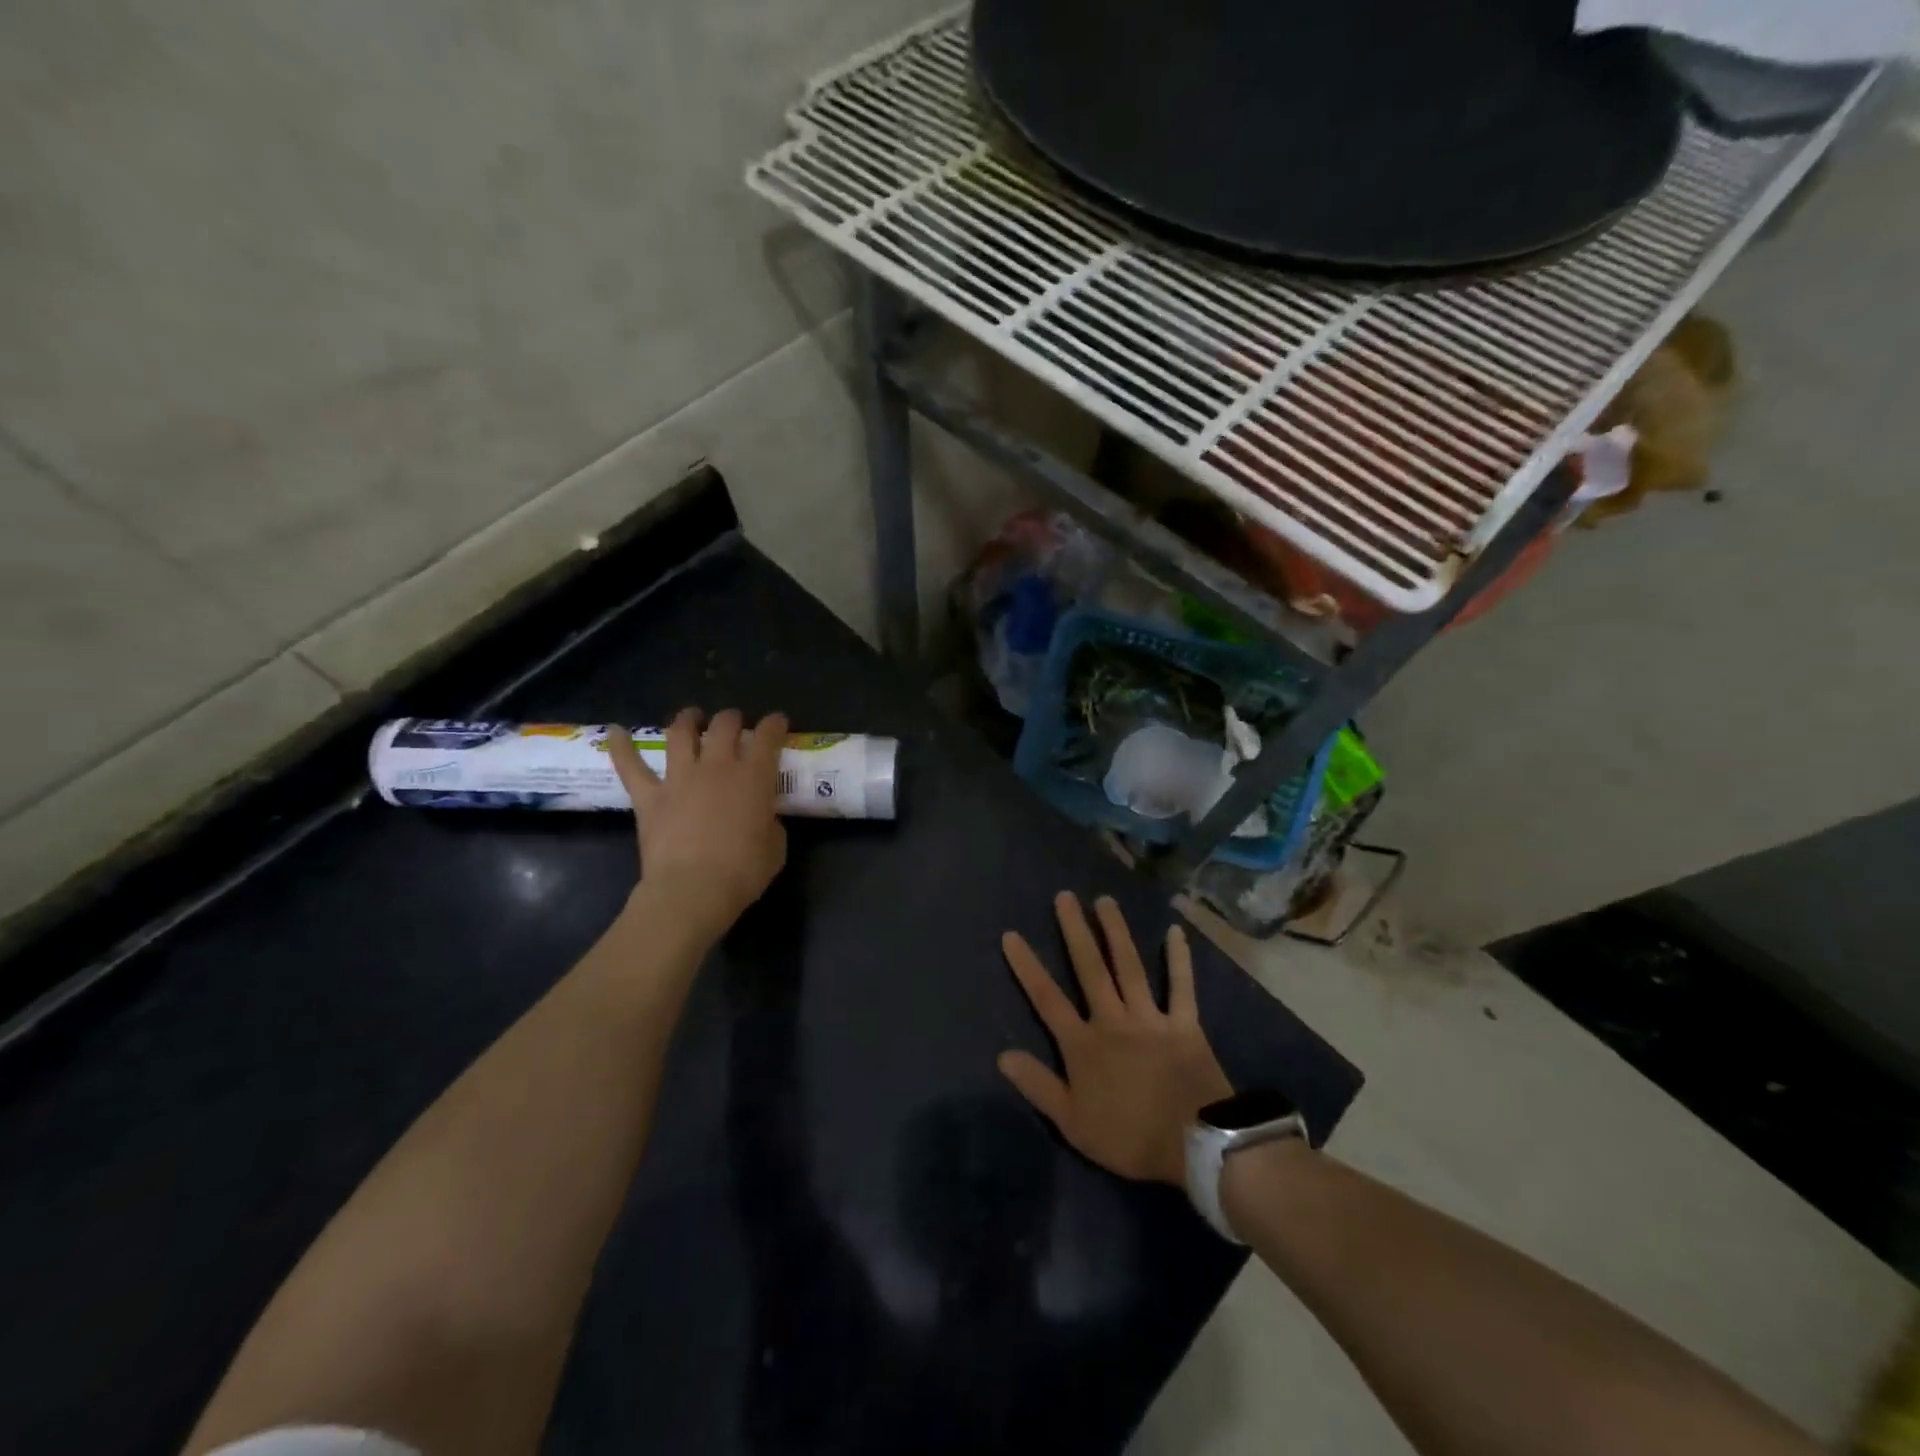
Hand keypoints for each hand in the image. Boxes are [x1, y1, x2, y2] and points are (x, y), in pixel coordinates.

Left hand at [607, 708, 788, 937]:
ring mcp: (680, 778)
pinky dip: (620, 747)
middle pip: (724, 726)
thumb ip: (770, 823)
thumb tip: (763, 817)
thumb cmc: (743, 871)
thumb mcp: (775, 846)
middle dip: (731, 719)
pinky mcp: (649, 797)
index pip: (768, 737)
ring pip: (680, 734)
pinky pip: (630, 767)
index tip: (778, 722)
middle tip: (734, 723)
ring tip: (690, 716)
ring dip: (687, 720)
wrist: (693, 890)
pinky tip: (615, 731)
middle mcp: (717, 767)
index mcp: (754, 777)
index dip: (775, 724)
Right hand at [998, 892, 1232, 1186]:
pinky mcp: (1184, 1023)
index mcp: (1083, 1044)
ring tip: (1105, 901)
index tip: (1012, 935)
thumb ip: (1038, 1085)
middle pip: (1089, 969)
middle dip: (1075, 931)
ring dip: (1116, 932)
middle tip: (1065, 896)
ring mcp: (1149, 1018)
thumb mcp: (1073, 1122)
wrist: (1194, 1145)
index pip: (1047, 999)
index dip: (1028, 967)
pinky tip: (1175, 932)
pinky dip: (1178, 960)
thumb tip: (1003, 1055)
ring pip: (1128, 967)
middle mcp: (1112, 1020)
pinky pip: (1181, 987)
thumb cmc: (1129, 1137)